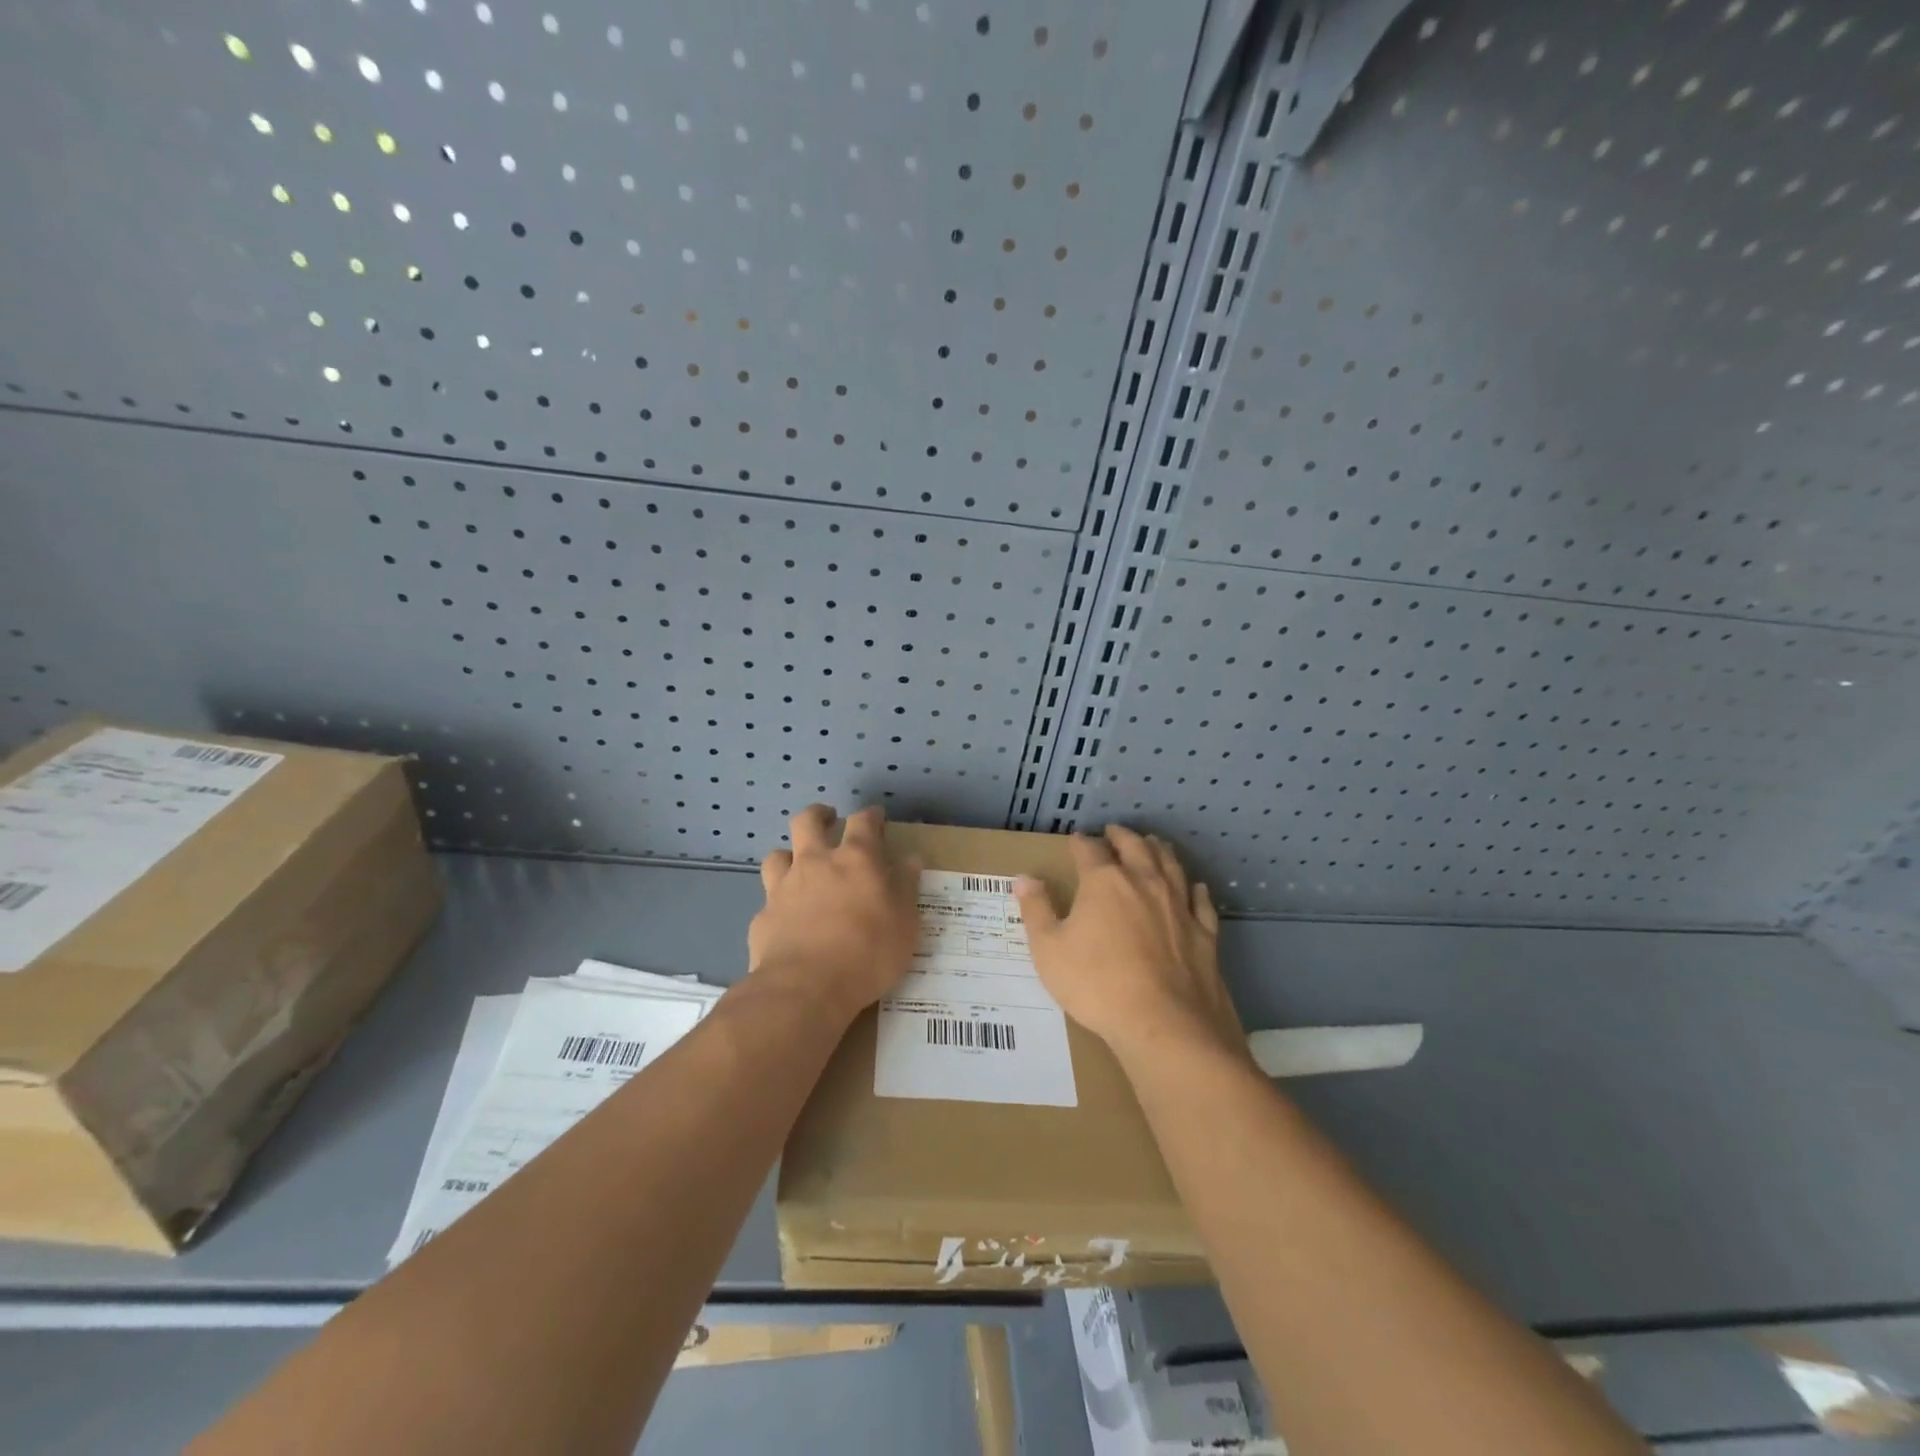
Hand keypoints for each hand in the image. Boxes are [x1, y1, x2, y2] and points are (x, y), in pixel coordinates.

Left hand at [748, 804, 921, 1022]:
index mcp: (856, 859)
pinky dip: (778, 902)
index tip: (877, 817)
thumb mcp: (905, 923)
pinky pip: (768, 899)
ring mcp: (784, 888)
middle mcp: (816, 863)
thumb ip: (906, 887)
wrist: (805, 988)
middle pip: (808, 821)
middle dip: (819, 815)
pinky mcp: (763, 916)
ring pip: (778, 855)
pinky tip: (786, 918)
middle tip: (828, 820)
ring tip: (798, 865)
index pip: (864, 821)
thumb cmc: (867, 953)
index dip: (871, 815)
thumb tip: (910, 859)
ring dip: (789, 854)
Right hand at [1014, 826, 1245, 1063]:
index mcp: (1104, 882)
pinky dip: (1195, 889)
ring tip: (1153, 843)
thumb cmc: (1096, 985)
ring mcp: (1179, 906)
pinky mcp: (1204, 932)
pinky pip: (1201, 901)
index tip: (1075, 840)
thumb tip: (1024, 878)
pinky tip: (1195, 886)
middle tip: (1114, 831)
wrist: (1165, 1025)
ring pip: (1171, 864)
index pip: (1090, 850)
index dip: (1080, 842)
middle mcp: (1144, 882)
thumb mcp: (1049, 950)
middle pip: (1135, 847)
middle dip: (1122, 836)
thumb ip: (1036, 910)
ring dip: (1159, 849)